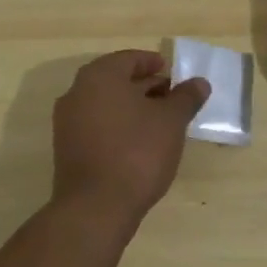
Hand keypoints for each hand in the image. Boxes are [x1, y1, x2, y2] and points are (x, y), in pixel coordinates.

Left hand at [51, 51, 208, 228]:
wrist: (96, 208)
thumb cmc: (137, 152)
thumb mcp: (171, 121)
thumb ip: (186, 98)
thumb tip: (200, 83)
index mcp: (100, 77)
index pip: (128, 59)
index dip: (152, 63)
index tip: (171, 72)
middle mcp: (77, 93)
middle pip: (115, 80)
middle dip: (143, 85)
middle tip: (170, 95)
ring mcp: (67, 122)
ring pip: (105, 103)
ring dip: (131, 106)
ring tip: (159, 119)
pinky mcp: (67, 149)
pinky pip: (96, 124)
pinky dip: (117, 124)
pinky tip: (139, 141)